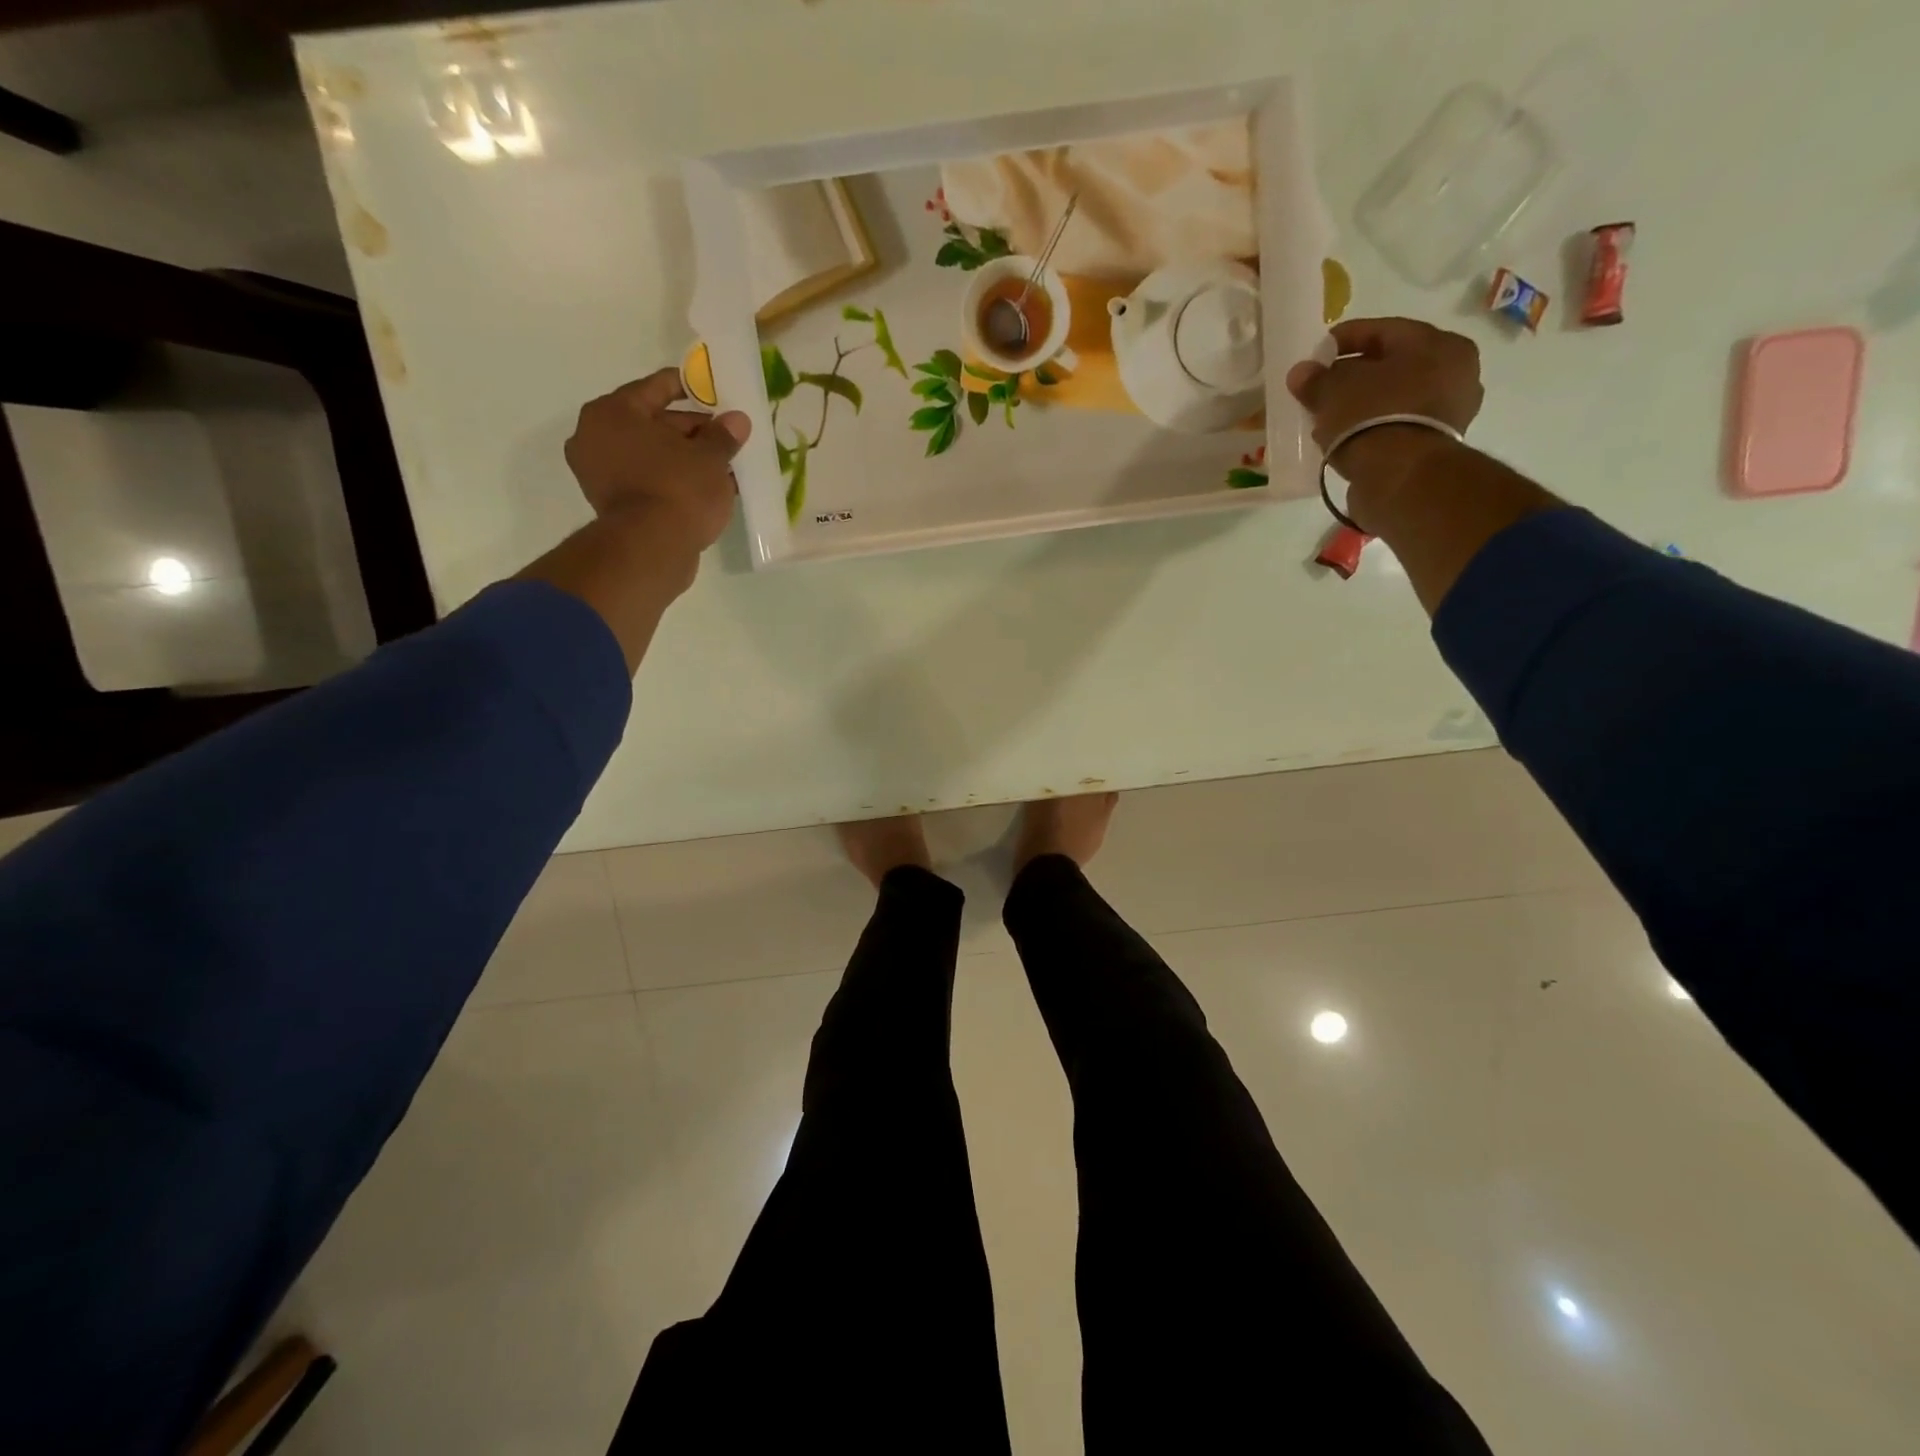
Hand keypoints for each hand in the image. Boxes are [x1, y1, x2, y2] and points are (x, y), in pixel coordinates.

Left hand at [564, 368, 751, 551]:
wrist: (651, 549)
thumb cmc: (678, 489)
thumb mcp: (710, 458)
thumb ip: (723, 436)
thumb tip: (737, 420)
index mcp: (613, 412)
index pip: (656, 387)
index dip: (690, 387)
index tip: (714, 391)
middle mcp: (596, 437)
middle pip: (652, 423)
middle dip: (691, 430)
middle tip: (725, 437)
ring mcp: (601, 473)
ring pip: (652, 455)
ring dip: (685, 458)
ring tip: (722, 465)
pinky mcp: (613, 505)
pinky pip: (649, 480)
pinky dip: (673, 480)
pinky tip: (705, 488)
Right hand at [1284, 317, 1483, 500]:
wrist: (1401, 477)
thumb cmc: (1373, 417)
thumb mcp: (1335, 391)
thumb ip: (1316, 378)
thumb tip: (1301, 372)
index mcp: (1438, 343)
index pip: (1384, 331)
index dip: (1344, 340)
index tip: (1316, 354)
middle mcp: (1455, 372)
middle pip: (1392, 366)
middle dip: (1354, 375)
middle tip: (1321, 388)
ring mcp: (1450, 411)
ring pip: (1395, 397)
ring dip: (1362, 404)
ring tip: (1329, 416)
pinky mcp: (1435, 445)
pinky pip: (1396, 425)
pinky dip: (1372, 427)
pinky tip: (1345, 437)